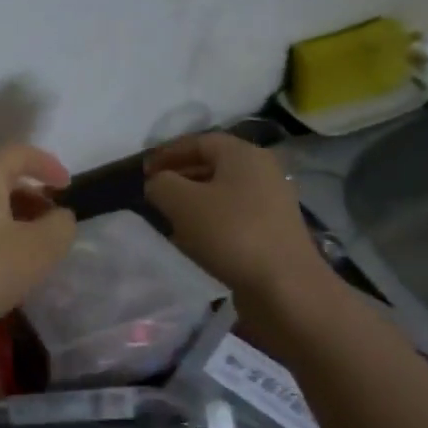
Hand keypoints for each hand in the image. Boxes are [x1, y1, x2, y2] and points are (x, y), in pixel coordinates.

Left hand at [0, 144, 75, 349]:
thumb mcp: (40, 248)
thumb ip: (60, 225)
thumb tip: (59, 217)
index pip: (19, 153)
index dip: (48, 165)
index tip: (68, 187)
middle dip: (31, 194)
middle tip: (53, 219)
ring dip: (13, 217)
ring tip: (34, 245)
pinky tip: (5, 264)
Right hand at [143, 134, 327, 300]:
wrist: (284, 286)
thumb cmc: (231, 234)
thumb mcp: (182, 204)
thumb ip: (161, 185)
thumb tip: (157, 183)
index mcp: (243, 154)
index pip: (199, 141)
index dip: (168, 153)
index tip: (143, 172)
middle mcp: (263, 170)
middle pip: (213, 164)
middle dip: (181, 175)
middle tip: (155, 193)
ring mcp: (272, 201)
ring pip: (224, 190)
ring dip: (195, 199)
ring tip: (170, 216)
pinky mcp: (274, 229)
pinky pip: (235, 214)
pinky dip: (212, 219)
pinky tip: (196, 239)